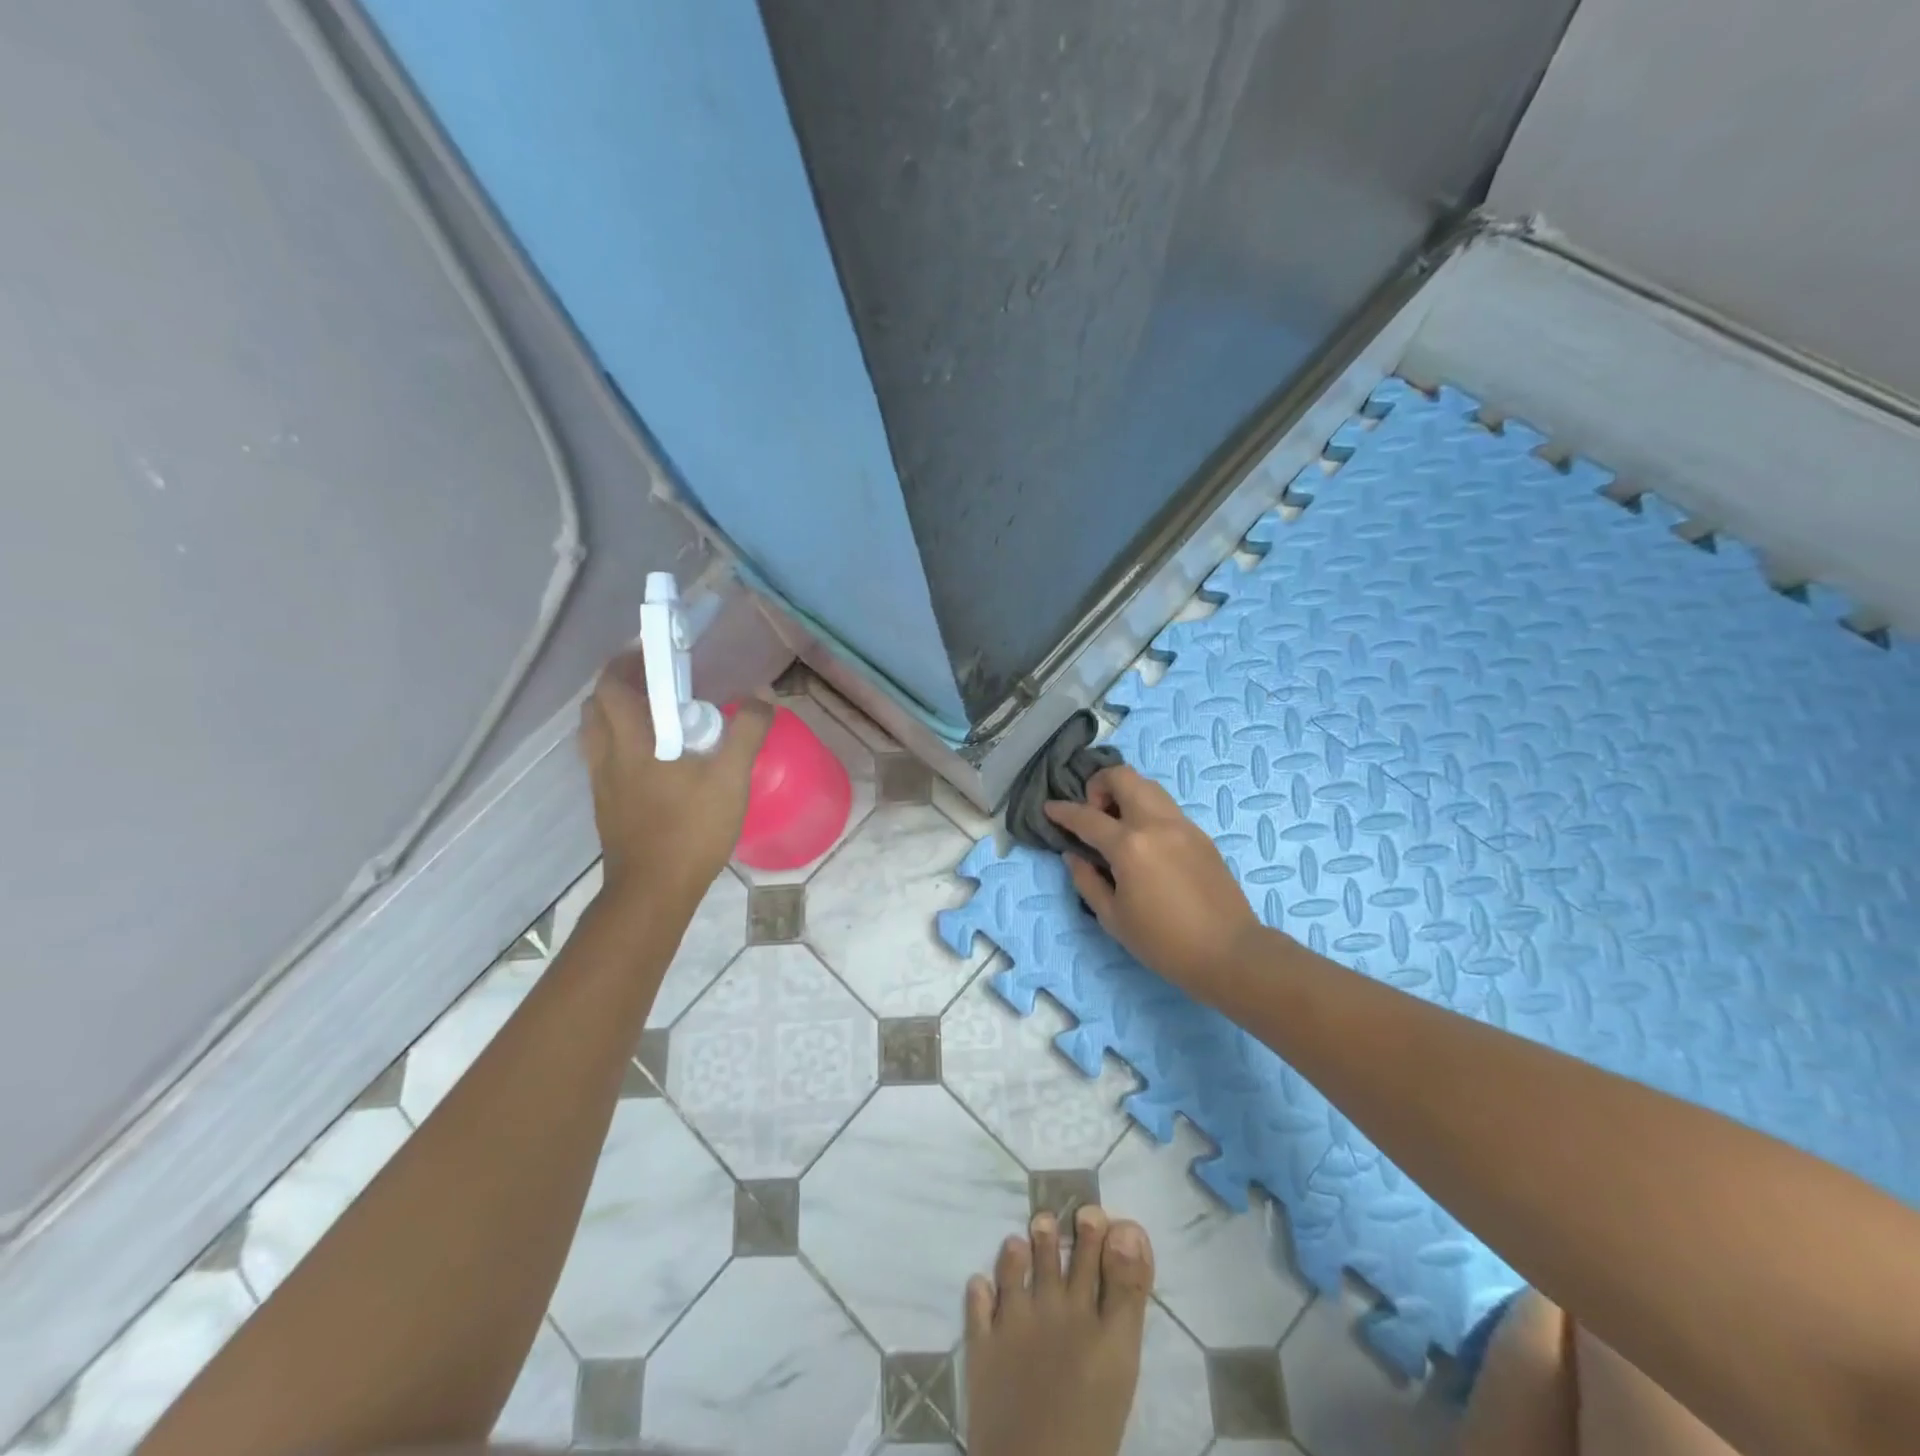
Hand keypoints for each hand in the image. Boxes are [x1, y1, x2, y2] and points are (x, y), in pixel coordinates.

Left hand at [577, 651, 771, 911]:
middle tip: (657, 681)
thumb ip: (747, 731)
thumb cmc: (690, 828)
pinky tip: (652, 759)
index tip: (654, 650)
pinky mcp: (606, 805)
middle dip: (620, 684)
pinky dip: (620, 743)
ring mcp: (602, 782)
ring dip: (616, 714)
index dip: (627, 660)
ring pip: (595, 733)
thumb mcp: (730, 778)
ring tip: (653, 715)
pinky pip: (603, 758)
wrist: (653, 890)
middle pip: (597, 705)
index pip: (613, 684)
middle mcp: (608, 754)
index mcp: (633, 739)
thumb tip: (762, 694)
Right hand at [1043, 765, 1261, 997]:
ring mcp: (1182, 825)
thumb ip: (1087, 881)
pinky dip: (1146, 810)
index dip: (1063, 811)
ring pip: (1148, 786)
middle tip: (1093, 814)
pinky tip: (1144, 842)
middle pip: (1123, 777)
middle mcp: (1155, 824)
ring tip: (1117, 824)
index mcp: (1129, 846)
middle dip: (1099, 784)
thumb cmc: (1164, 943)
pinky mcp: (1201, 835)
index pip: (1087, 816)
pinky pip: (1166, 807)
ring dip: (1125, 793)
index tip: (1050, 808)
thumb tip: (1074, 855)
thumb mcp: (1113, 918)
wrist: (1230, 953)